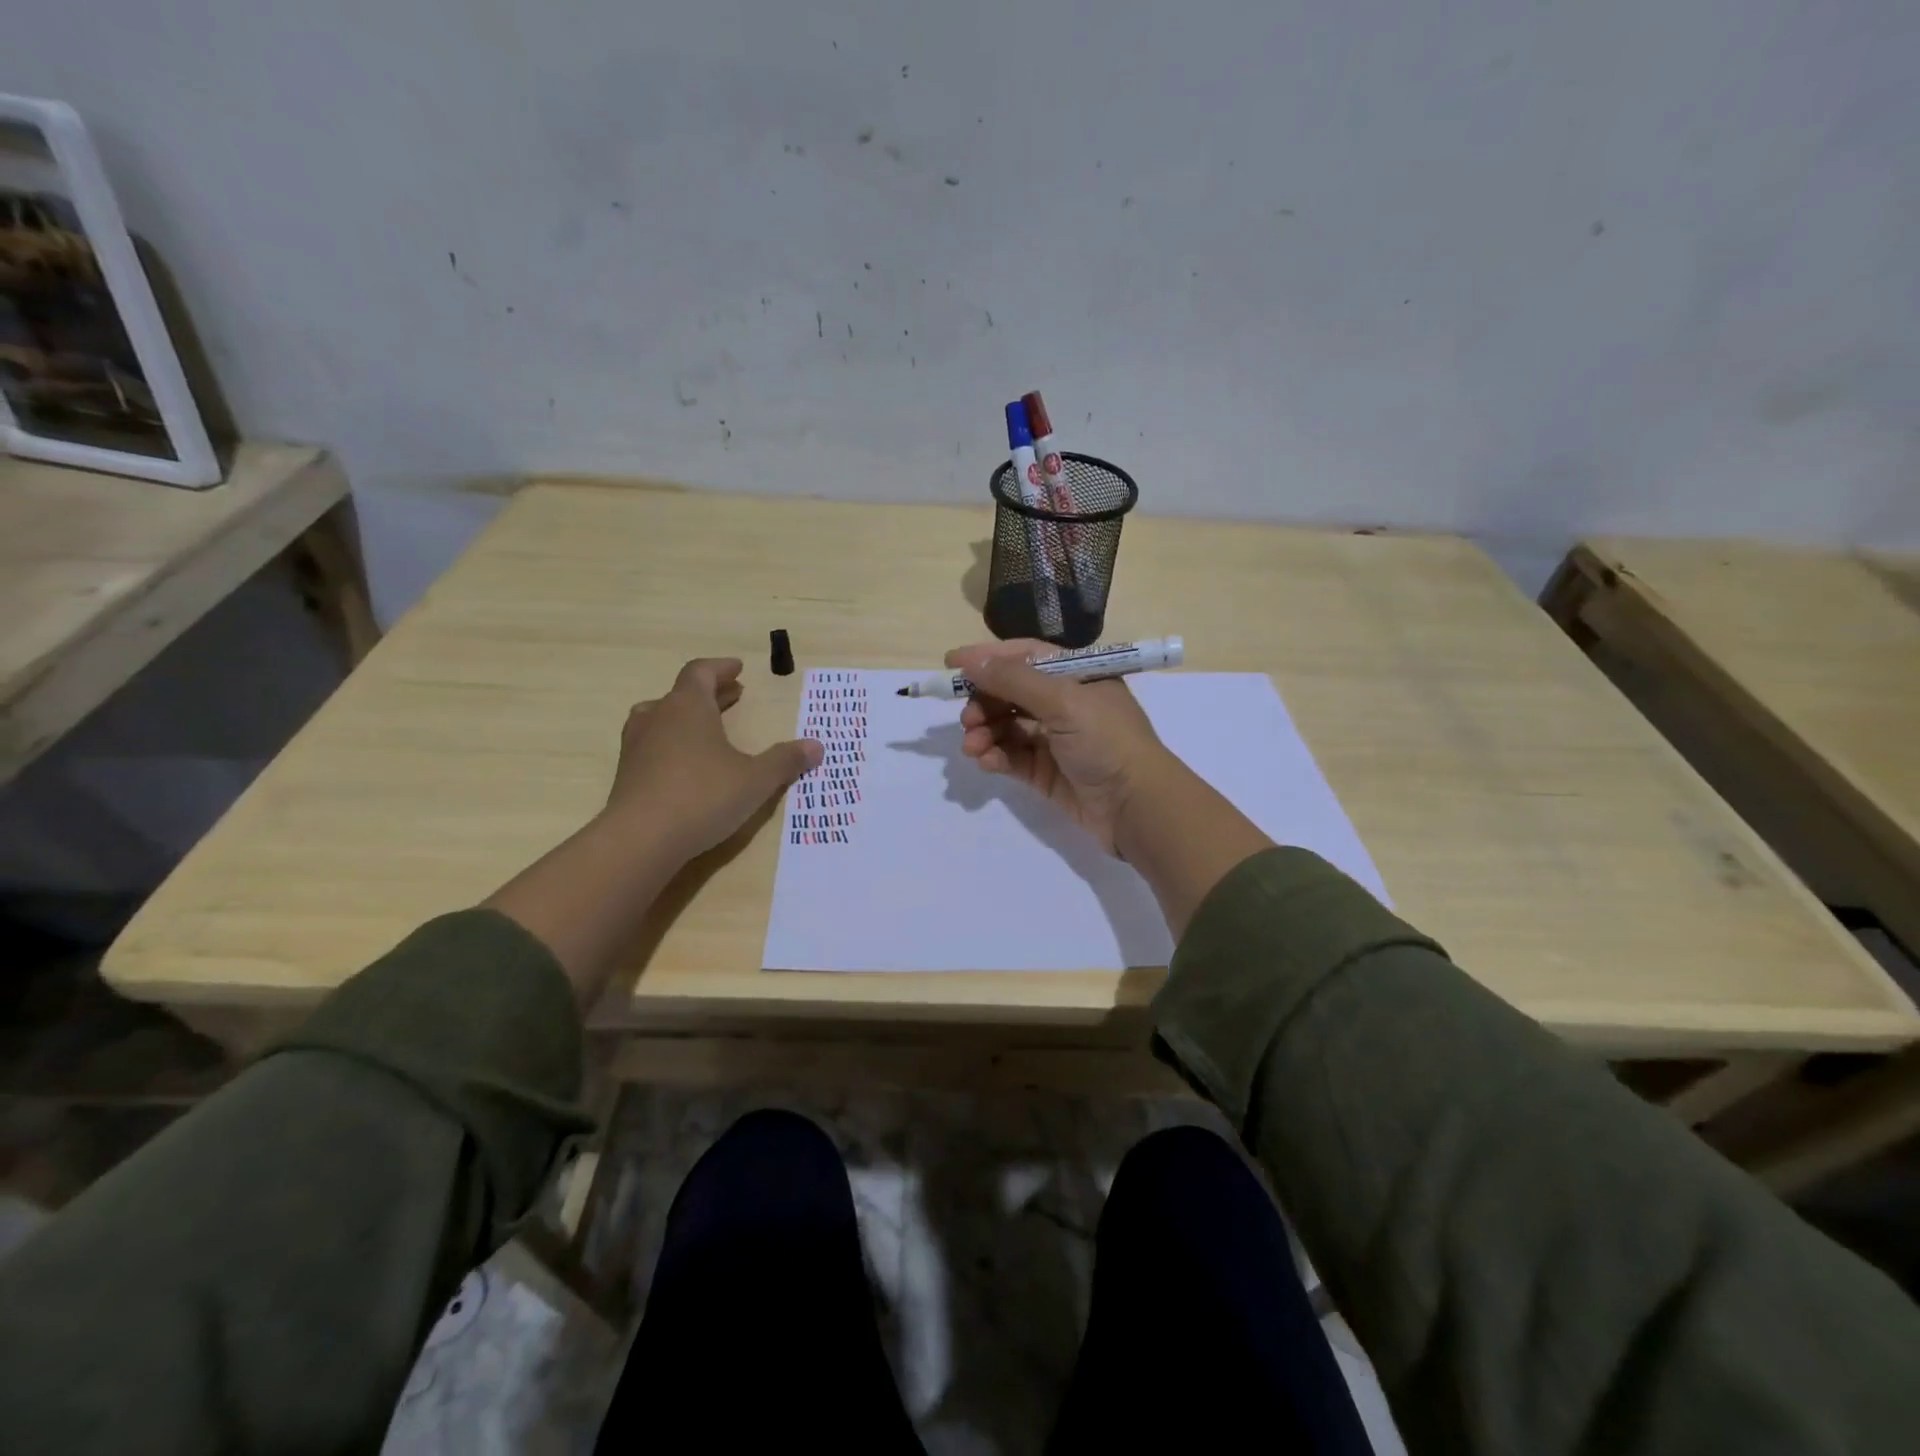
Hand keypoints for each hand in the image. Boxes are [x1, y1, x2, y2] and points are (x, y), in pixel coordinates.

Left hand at [606, 657, 822, 858]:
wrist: (640, 839)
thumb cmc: (703, 796)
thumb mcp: (755, 779)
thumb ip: (784, 760)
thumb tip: (816, 746)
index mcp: (688, 707)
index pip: (700, 672)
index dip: (720, 668)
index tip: (738, 668)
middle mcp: (658, 717)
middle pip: (681, 693)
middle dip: (710, 693)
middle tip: (732, 696)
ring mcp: (636, 745)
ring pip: (660, 717)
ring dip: (685, 717)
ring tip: (705, 727)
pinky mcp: (626, 774)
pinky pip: (651, 745)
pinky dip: (671, 743)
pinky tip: (685, 765)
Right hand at [949, 639, 1175, 854]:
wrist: (1136, 806)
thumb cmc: (1107, 740)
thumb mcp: (1063, 700)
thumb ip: (1014, 680)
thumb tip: (971, 661)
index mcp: (1076, 675)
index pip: (1024, 656)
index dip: (988, 658)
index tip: (951, 664)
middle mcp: (1064, 703)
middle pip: (1010, 692)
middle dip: (983, 702)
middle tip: (967, 720)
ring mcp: (1055, 739)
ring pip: (1007, 727)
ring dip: (985, 732)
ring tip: (973, 746)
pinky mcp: (1046, 772)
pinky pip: (1012, 757)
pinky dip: (996, 756)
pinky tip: (986, 761)